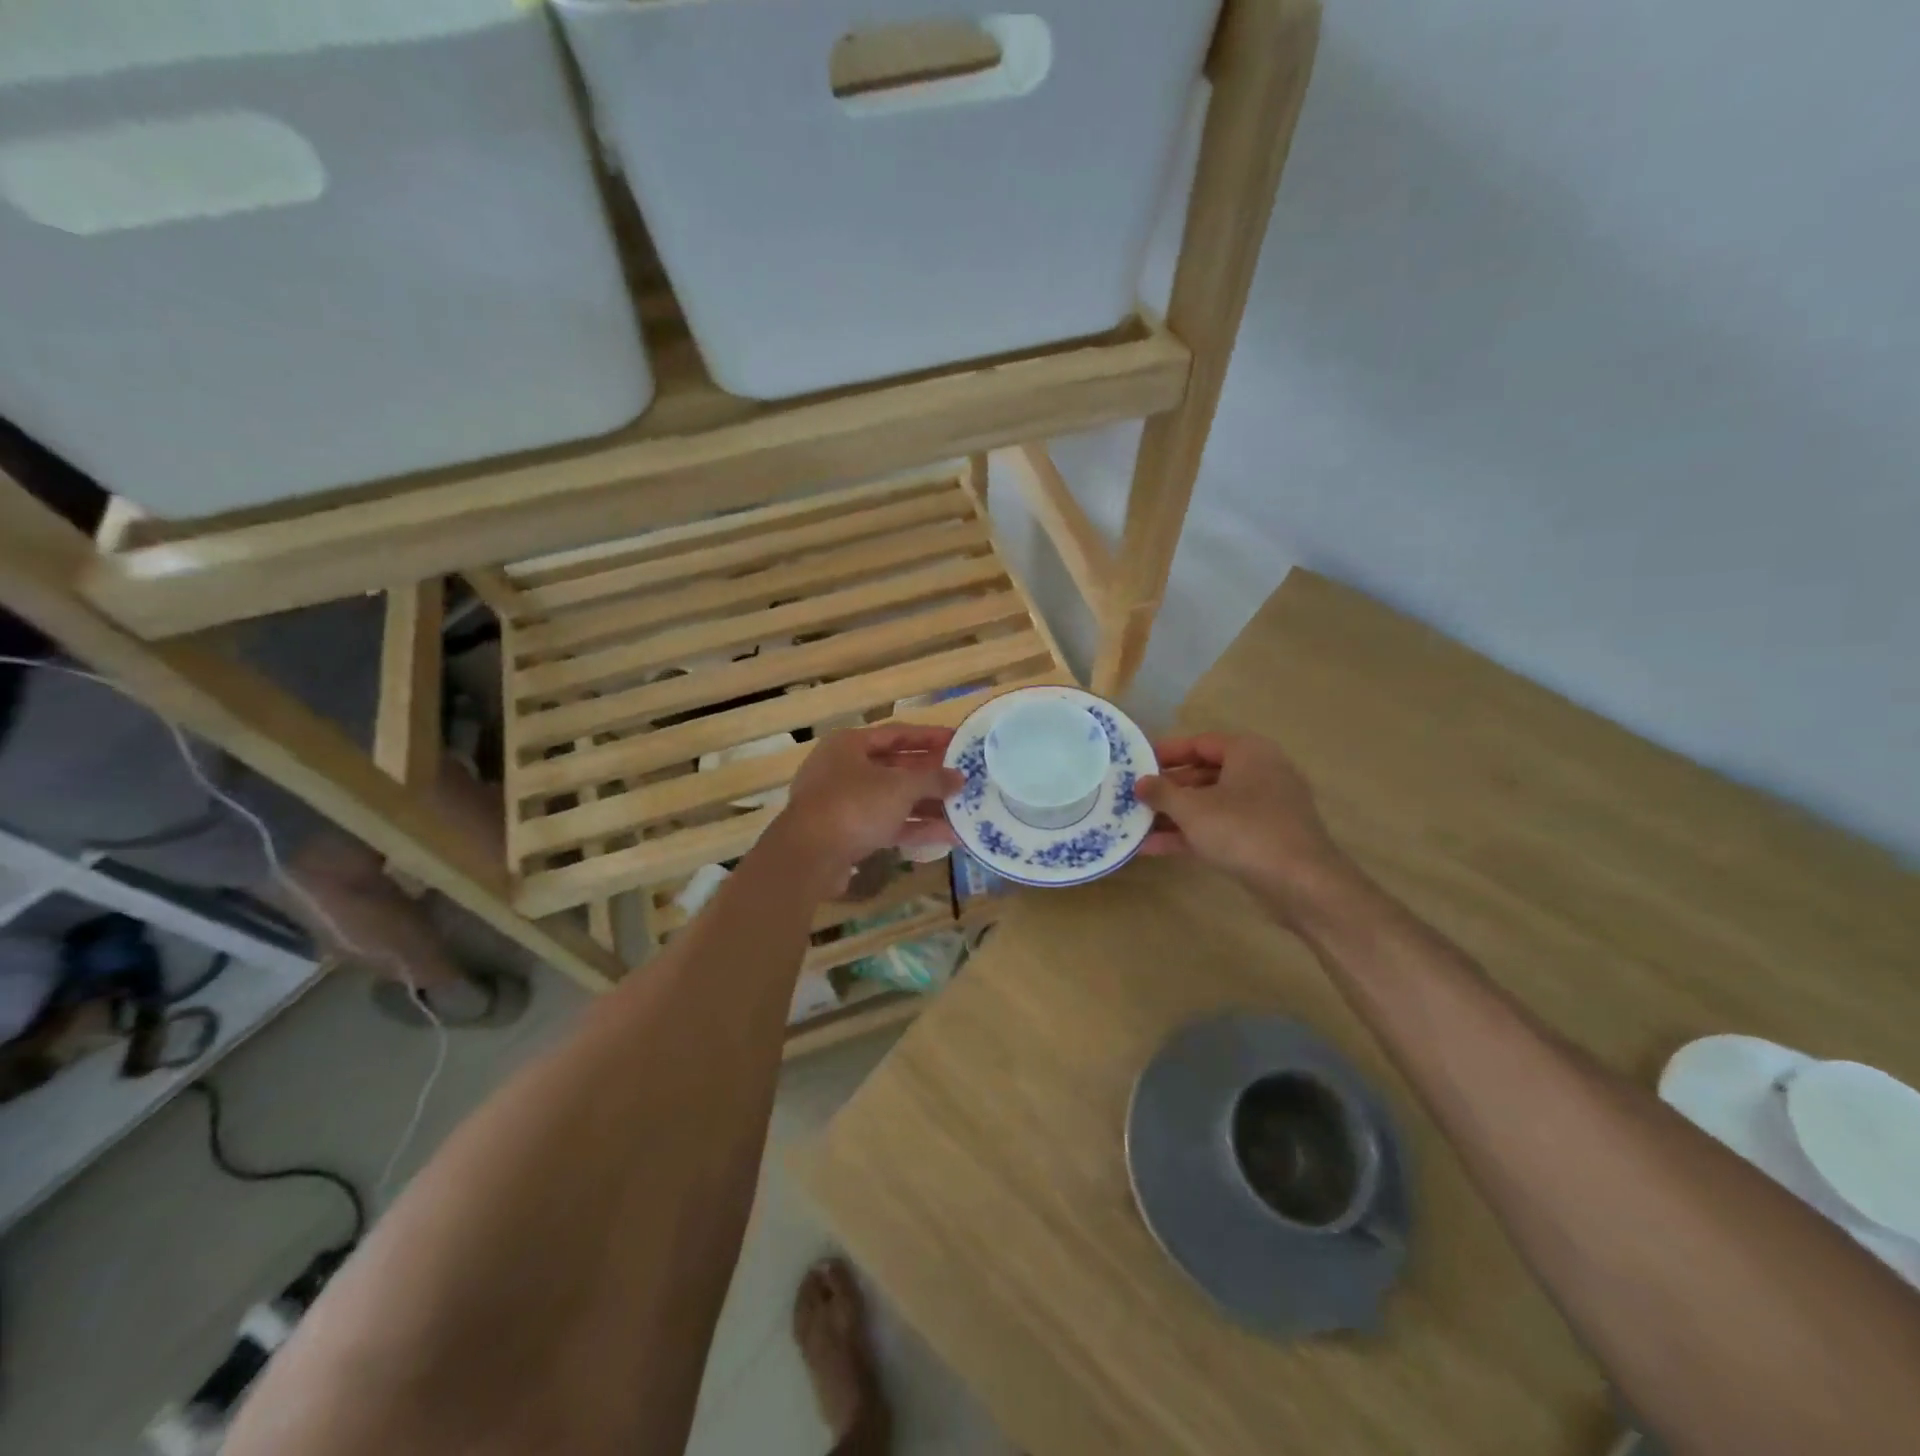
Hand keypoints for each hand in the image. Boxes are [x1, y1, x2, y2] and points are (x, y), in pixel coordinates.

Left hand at [775, 725, 961, 881]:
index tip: (958, 741)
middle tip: (962, 777)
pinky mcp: (847, 834)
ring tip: (962, 808)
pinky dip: (913, 827)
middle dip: (929, 774)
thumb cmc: (854, 805)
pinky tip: (947, 835)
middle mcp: (843, 769)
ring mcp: (843, 804)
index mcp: (849, 745)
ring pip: (892, 799)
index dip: (929, 737)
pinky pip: (886, 825)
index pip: (897, 733)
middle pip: (894, 767)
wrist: (809, 856)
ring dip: (926, 804)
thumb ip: (933, 780)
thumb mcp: (900, 787)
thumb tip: (960, 778)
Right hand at [1135, 733, 1350, 911]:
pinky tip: (1154, 848)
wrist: (1301, 883)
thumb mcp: (1192, 809)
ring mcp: (1264, 808)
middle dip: (1168, 788)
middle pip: (1204, 774)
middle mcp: (1260, 773)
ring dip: (1174, 815)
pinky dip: (1191, 834)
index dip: (1166, 752)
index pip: (1200, 742)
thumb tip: (1140, 782)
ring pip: (1211, 804)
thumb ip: (1162, 792)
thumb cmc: (1243, 831)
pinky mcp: (1264, 838)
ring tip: (1136, 823)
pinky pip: (1221, 828)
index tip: (1136, 763)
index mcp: (1248, 752)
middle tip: (1134, 796)